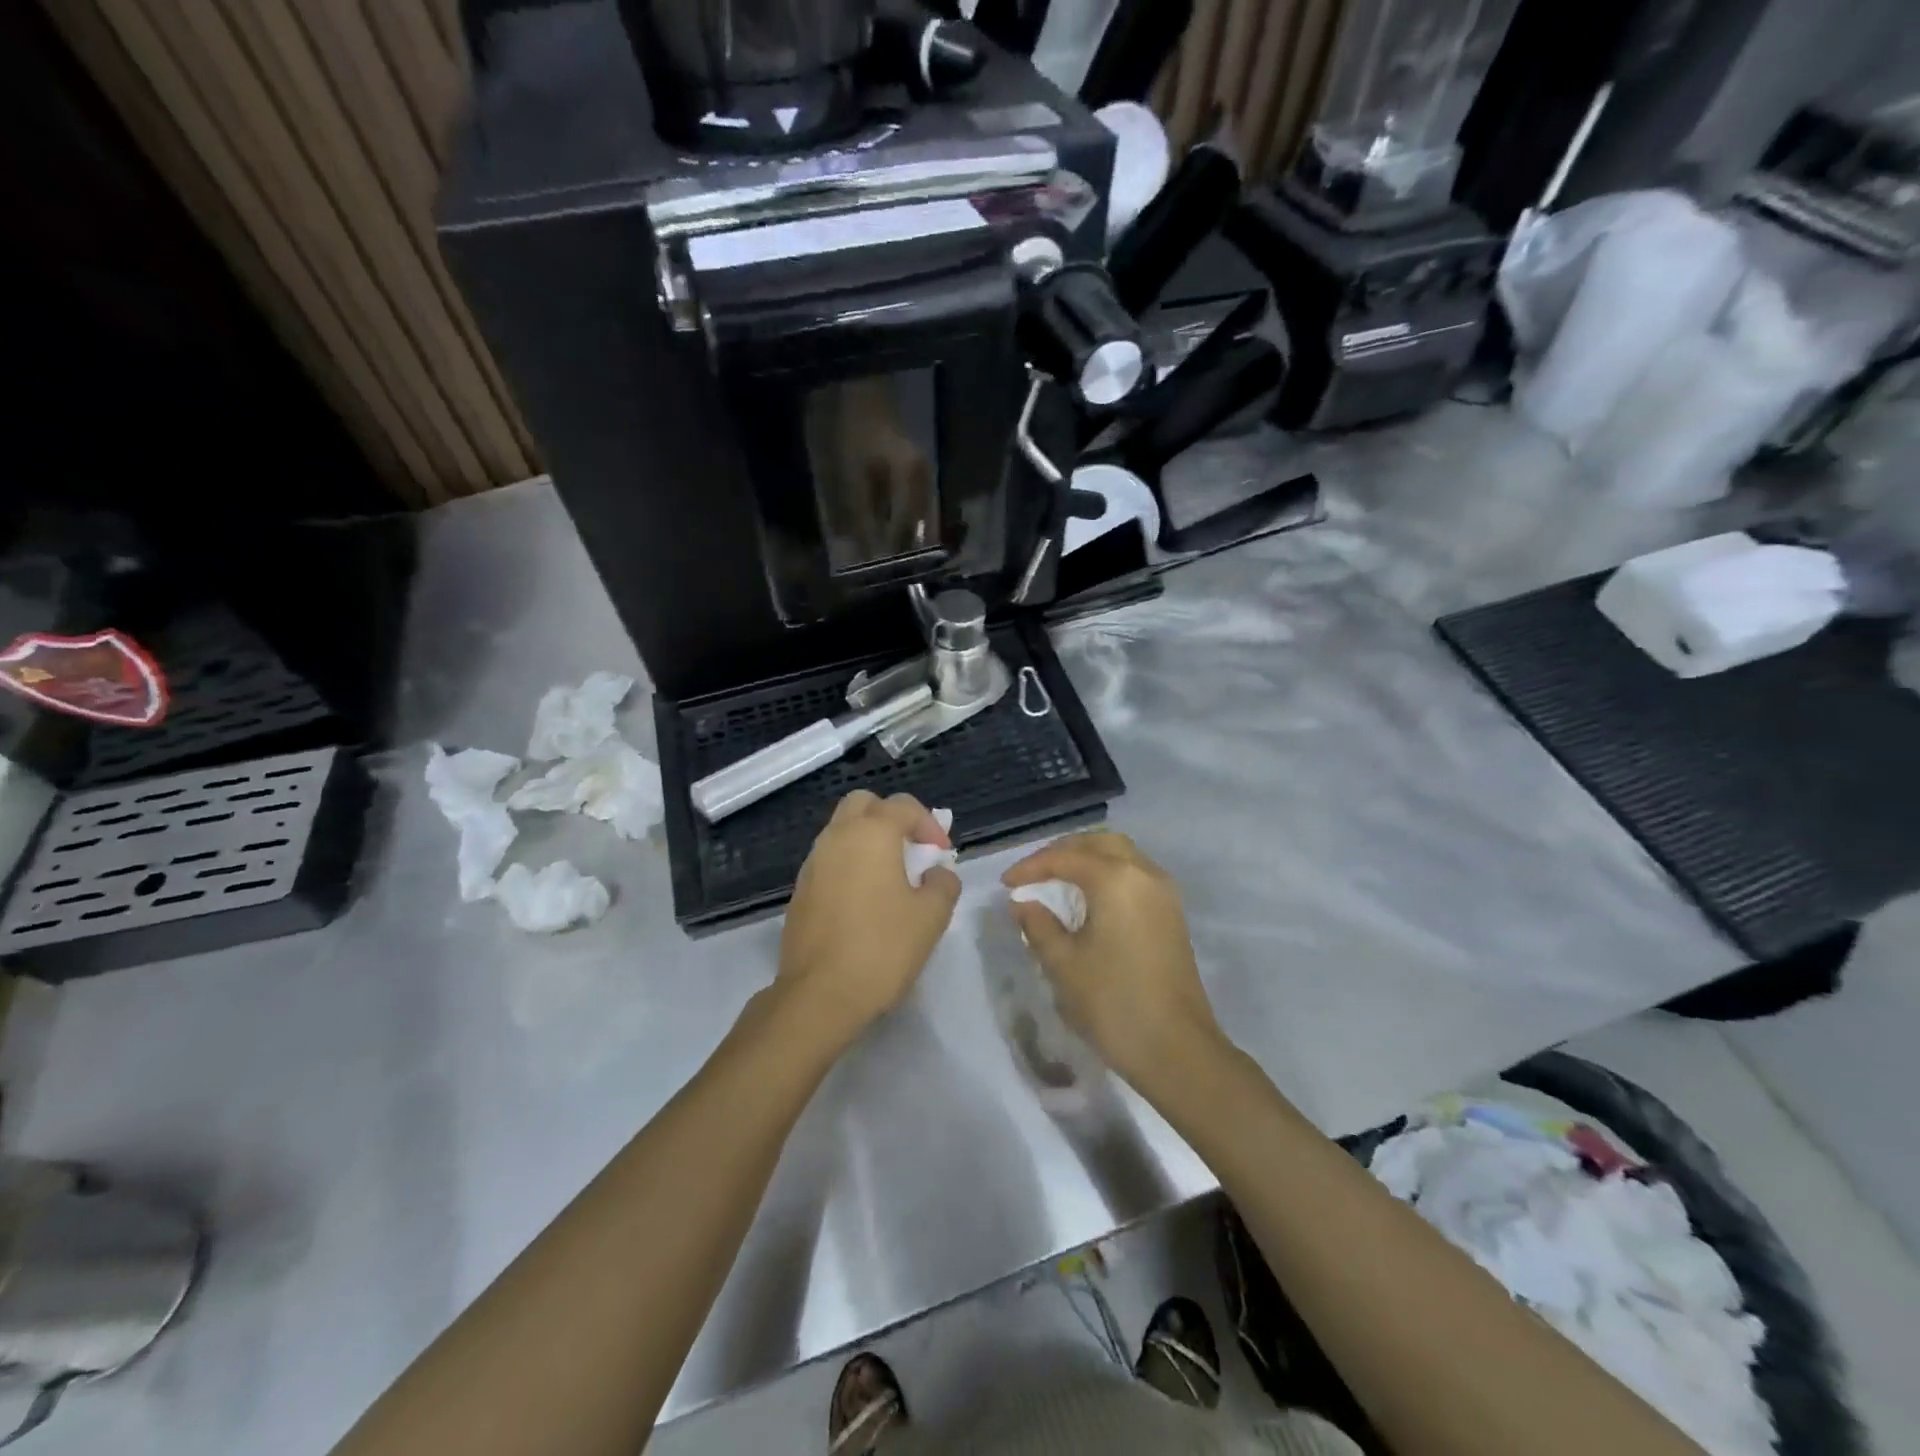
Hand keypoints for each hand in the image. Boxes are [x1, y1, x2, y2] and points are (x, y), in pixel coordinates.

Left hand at [777, 791, 960, 1046]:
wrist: (819, 995)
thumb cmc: (882, 948)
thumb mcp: (931, 917)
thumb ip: (943, 883)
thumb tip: (937, 872)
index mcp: (871, 834)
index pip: (903, 805)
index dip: (929, 824)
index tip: (942, 854)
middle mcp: (837, 837)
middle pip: (864, 804)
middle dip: (891, 819)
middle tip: (911, 851)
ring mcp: (813, 863)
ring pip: (842, 831)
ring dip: (868, 842)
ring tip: (891, 878)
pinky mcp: (800, 890)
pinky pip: (829, 860)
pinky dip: (849, 865)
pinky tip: (864, 902)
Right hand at [1003, 831, 1223, 1089]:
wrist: (1177, 1050)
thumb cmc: (1113, 1003)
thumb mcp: (1063, 964)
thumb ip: (1038, 925)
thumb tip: (1023, 903)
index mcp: (1116, 879)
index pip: (1065, 857)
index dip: (1031, 867)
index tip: (1006, 884)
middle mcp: (1144, 874)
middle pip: (1099, 843)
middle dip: (1063, 852)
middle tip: (1033, 873)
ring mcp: (1164, 893)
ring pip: (1121, 855)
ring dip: (1087, 860)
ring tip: (1056, 882)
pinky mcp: (1172, 914)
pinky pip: (1135, 875)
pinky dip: (1108, 875)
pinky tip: (1088, 900)